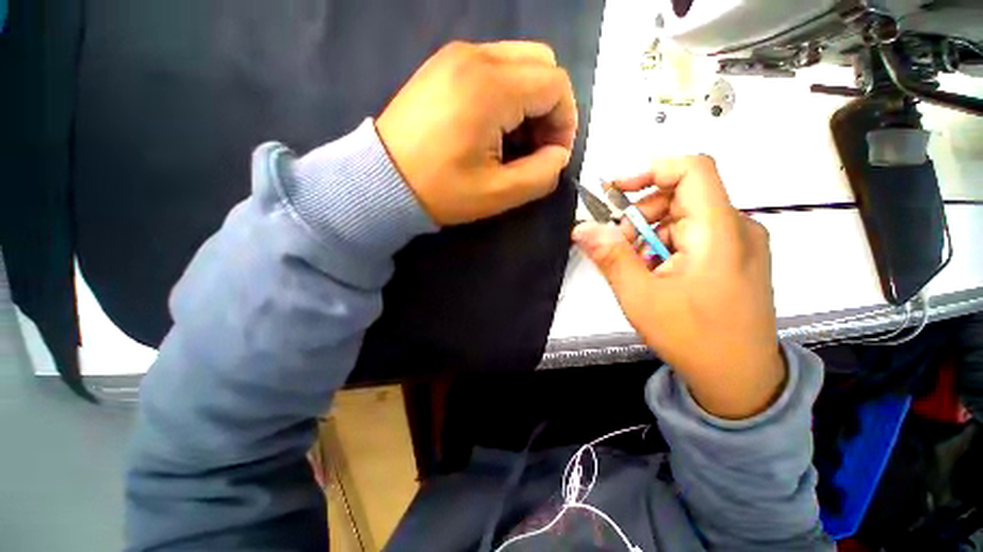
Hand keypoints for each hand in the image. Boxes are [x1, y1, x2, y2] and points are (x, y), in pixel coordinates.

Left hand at [377, 41, 576, 225]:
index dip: (565, 123)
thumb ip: (541, 175)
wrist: (383, 180)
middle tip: (535, 146)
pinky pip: (493, 66)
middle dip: (550, 107)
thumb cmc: (441, 191)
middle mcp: (476, 56)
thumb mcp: (497, 194)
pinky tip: (492, 126)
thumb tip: (559, 155)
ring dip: (529, 100)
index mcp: (491, 87)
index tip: (552, 155)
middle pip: (542, 65)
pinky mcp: (443, 65)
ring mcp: (456, 56)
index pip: (556, 86)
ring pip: (519, 62)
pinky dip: (507, 93)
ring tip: (513, 140)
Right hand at [573, 156, 785, 419]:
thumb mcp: (640, 296)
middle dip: (642, 214)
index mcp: (719, 232)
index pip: (693, 169)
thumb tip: (582, 228)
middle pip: (683, 195)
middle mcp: (737, 228)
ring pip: (686, 216)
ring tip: (636, 266)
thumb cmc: (693, 338)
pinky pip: (696, 235)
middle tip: (619, 246)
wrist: (740, 379)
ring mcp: (741, 244)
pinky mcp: (737, 257)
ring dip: (652, 233)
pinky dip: (667, 245)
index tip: (617, 191)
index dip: (651, 169)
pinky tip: (656, 273)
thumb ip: (610, 257)